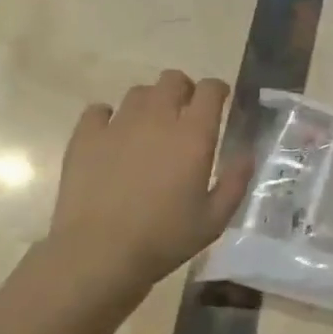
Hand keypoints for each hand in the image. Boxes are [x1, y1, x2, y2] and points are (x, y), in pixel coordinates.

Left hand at [45, 70, 253, 309]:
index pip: (210, 89)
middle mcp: (157, 119)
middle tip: (185, 115)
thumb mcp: (213, 220)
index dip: (217, 90)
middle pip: (172, 80)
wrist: (98, 254)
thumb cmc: (163, 239)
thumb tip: (247, 153)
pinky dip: (108, 118)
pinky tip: (111, 137)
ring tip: (149, 129)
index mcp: (192, 135)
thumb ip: (235, 182)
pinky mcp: (86, 137)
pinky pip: (99, 110)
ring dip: (150, 103)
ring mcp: (118, 124)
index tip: (220, 102)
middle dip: (183, 90)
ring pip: (138, 92)